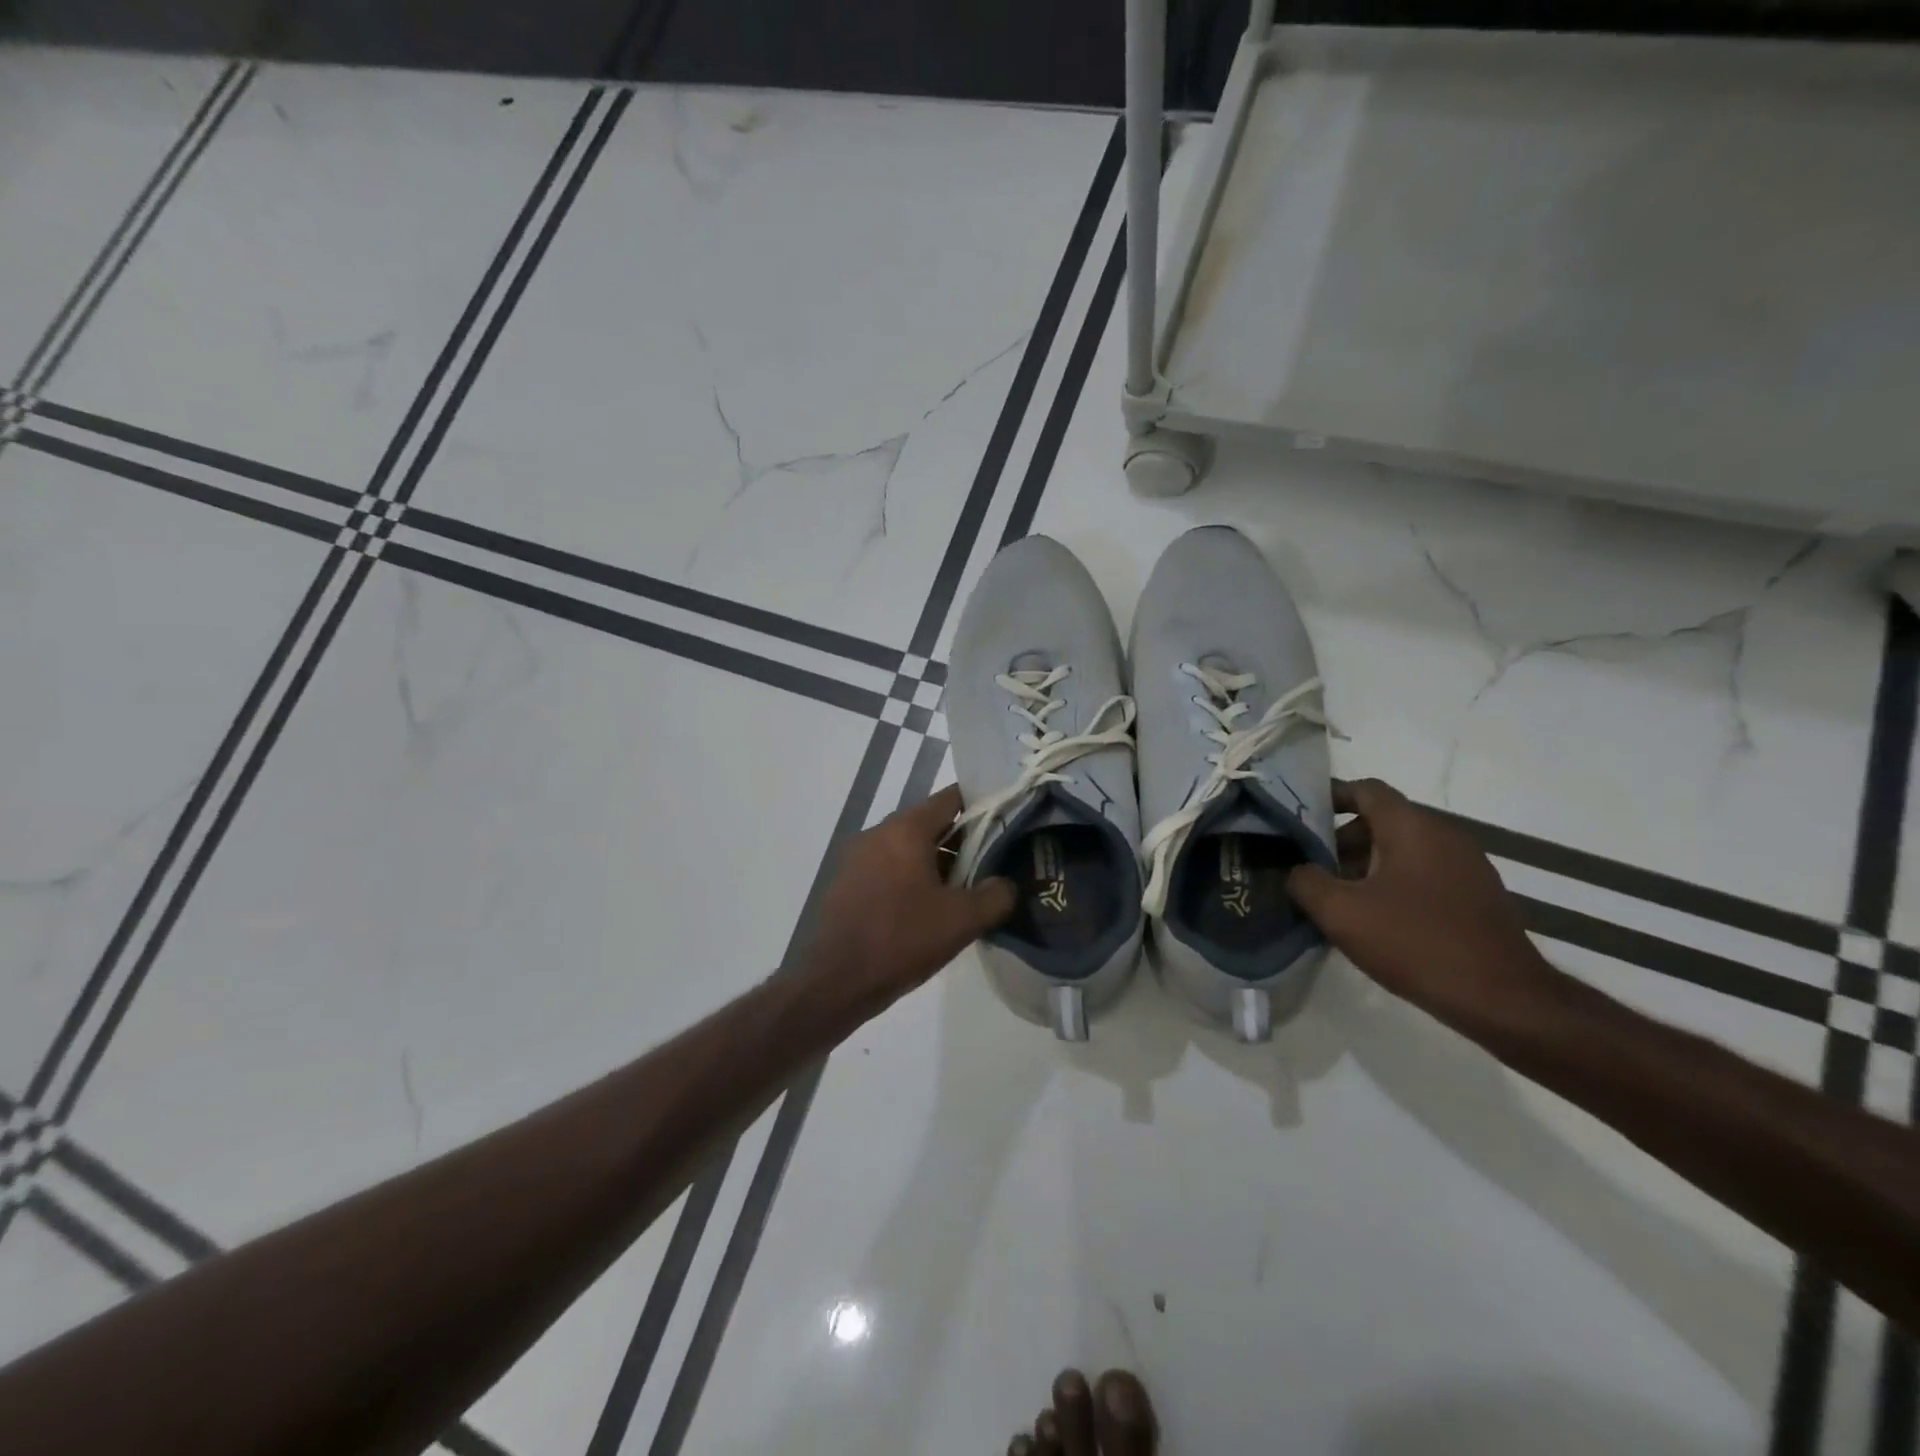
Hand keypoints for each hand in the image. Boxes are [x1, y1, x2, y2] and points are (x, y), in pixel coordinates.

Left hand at [808, 785, 1016, 1010]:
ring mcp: (857, 857)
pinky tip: (926, 909)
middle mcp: (878, 833)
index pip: (950, 799)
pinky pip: (887, 868)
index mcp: (906, 830)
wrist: (837, 981)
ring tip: (962, 892)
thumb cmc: (903, 939)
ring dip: (935, 863)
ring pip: (907, 848)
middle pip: (929, 824)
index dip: (981, 807)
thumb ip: (996, 895)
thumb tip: (1006, 884)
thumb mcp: (963, 920)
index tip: (1004, 825)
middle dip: (960, 842)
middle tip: (989, 866)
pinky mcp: (846, 882)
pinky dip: (909, 878)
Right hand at [1286, 778, 1562, 1032]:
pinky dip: (1396, 883)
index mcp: (1412, 827)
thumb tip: (1299, 871)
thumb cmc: (1415, 943)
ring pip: (1405, 849)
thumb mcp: (1341, 913)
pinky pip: (1426, 874)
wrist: (1504, 1000)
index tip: (1301, 817)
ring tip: (1341, 899)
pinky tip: (1380, 921)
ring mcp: (1468, 865)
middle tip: (1314, 869)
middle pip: (1383, 820)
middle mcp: (1444, 835)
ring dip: (1368, 865)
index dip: (1331, 797)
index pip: (1366, 789)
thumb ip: (1306, 882)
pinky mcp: (1479, 896)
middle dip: (1343, 840)